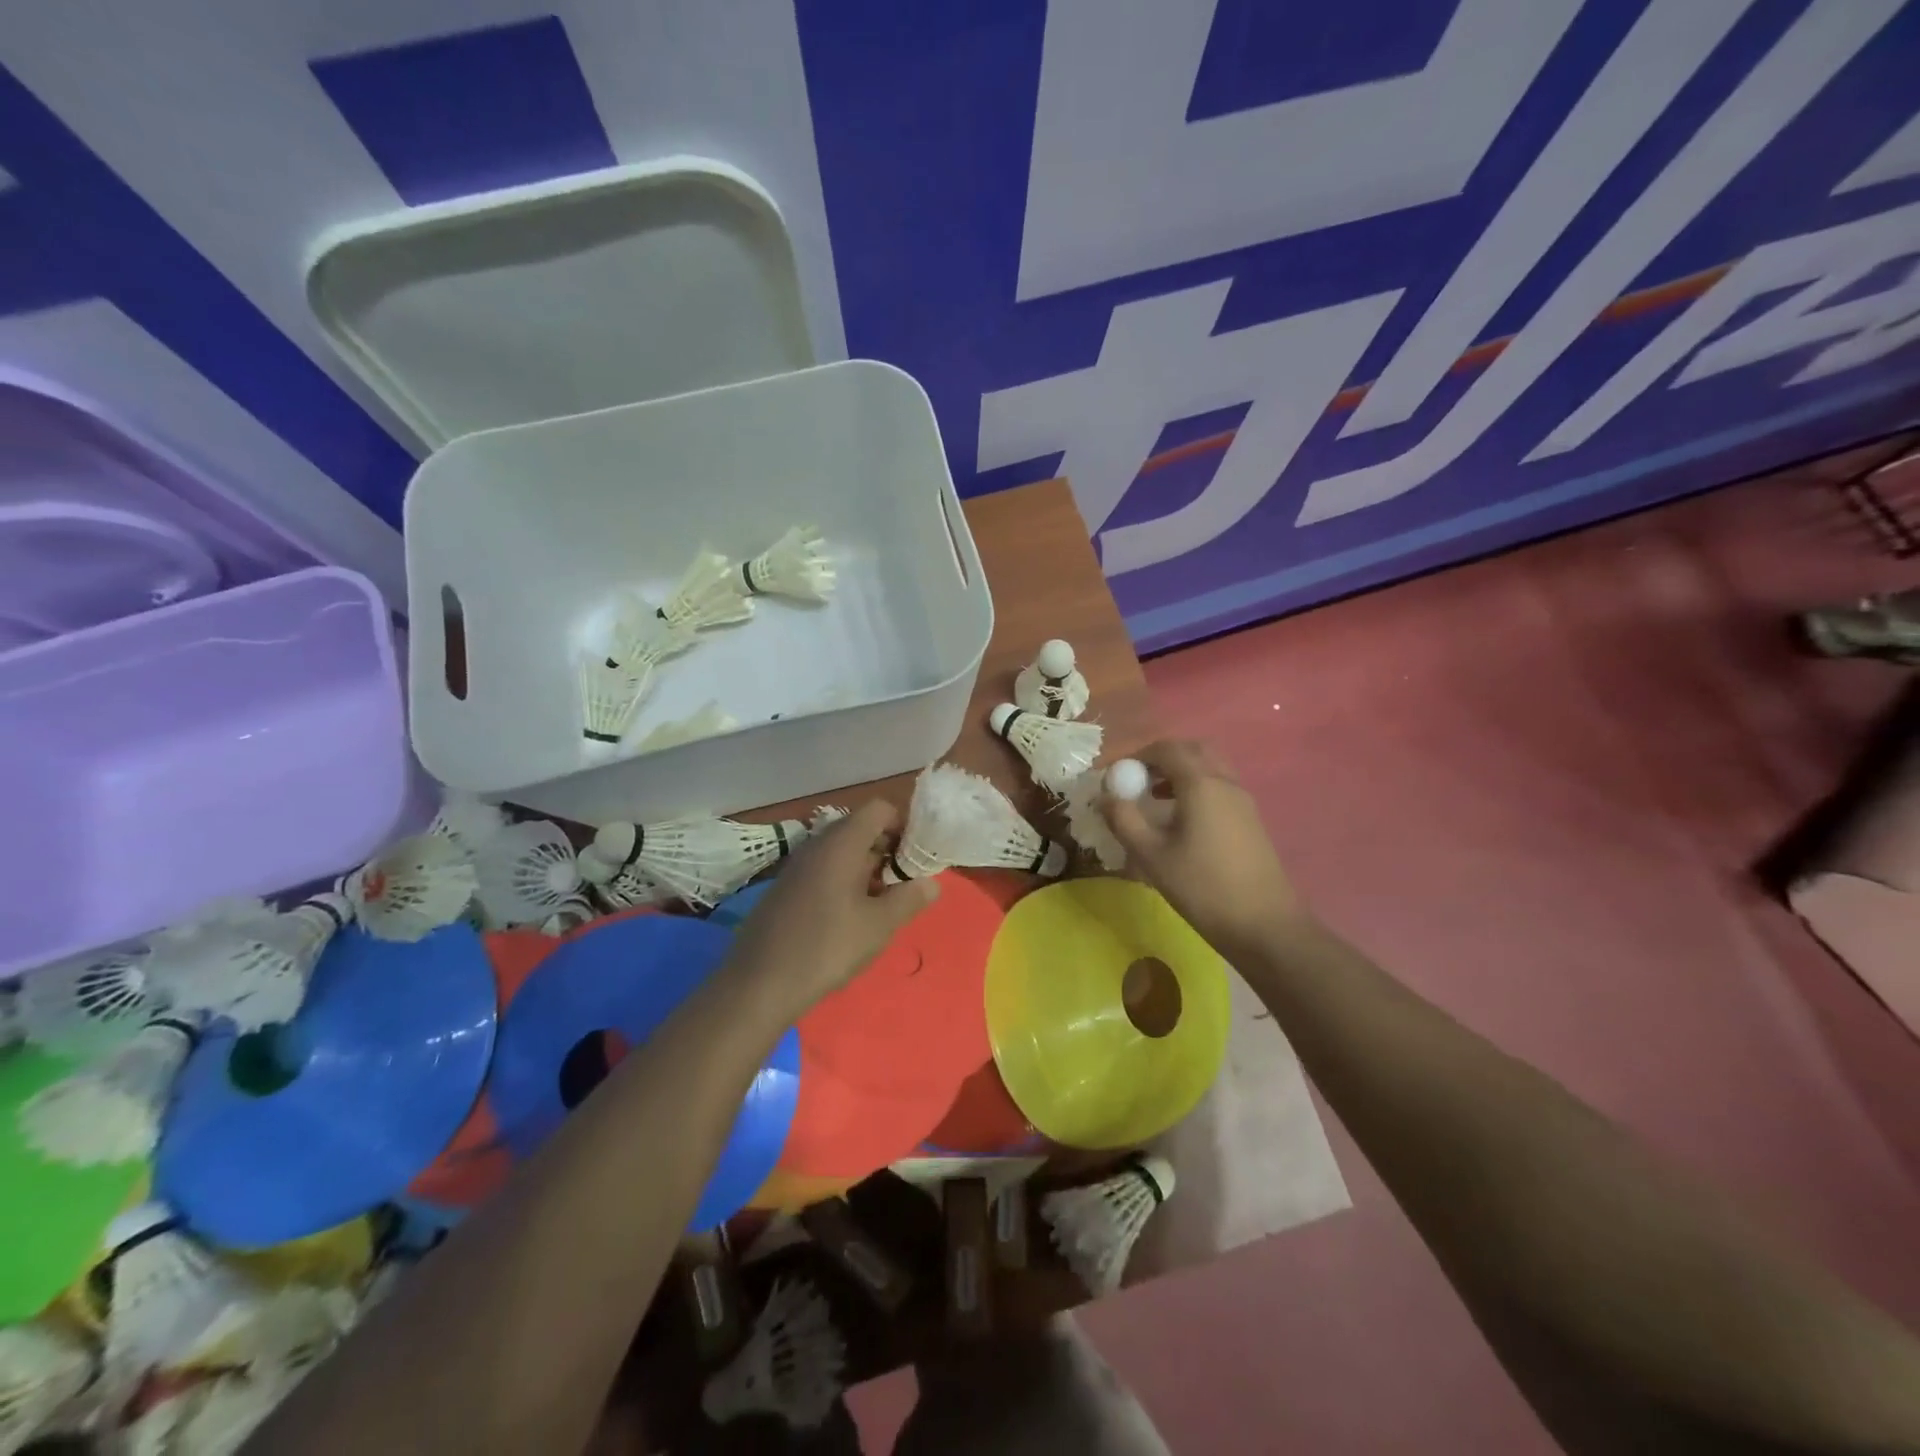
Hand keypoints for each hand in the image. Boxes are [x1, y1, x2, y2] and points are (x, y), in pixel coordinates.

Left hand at [723, 800, 938, 1017]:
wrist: (759, 984)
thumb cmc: (826, 947)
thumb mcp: (879, 926)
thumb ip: (909, 899)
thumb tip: (931, 882)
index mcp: (841, 844)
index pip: (879, 809)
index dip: (903, 825)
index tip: (916, 857)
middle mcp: (817, 845)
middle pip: (860, 828)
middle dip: (887, 850)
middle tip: (904, 884)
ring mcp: (798, 866)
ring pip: (842, 851)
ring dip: (866, 869)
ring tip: (881, 905)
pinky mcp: (786, 888)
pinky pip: (823, 869)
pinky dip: (843, 881)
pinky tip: (849, 918)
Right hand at [1100, 739, 1310, 960]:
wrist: (1263, 924)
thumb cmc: (1202, 886)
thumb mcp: (1151, 855)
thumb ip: (1124, 820)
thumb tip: (1104, 797)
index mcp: (1201, 784)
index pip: (1167, 749)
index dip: (1138, 756)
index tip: (1117, 776)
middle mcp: (1225, 782)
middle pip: (1193, 750)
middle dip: (1162, 758)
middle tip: (1138, 781)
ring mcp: (1243, 800)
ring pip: (1210, 767)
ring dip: (1181, 772)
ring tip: (1155, 799)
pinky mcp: (1250, 819)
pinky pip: (1220, 786)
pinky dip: (1197, 787)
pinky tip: (1182, 820)